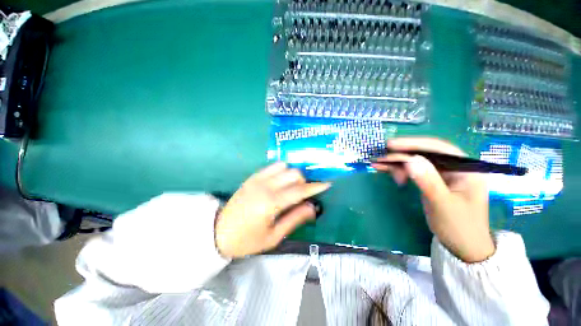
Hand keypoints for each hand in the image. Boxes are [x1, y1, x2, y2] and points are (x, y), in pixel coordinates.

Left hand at [215, 162, 330, 257]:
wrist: (219, 232)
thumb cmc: (247, 239)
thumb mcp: (274, 236)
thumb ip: (295, 219)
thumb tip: (312, 207)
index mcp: (271, 203)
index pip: (299, 190)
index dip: (315, 187)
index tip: (326, 184)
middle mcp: (265, 186)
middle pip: (293, 174)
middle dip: (304, 181)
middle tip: (305, 192)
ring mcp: (257, 179)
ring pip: (284, 166)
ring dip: (293, 174)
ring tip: (293, 186)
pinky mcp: (252, 177)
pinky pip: (272, 166)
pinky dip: (282, 170)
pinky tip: (281, 180)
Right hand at [372, 137, 494, 262]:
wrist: (462, 246)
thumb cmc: (459, 227)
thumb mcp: (443, 205)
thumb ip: (428, 181)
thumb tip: (409, 160)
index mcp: (466, 168)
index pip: (439, 148)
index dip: (414, 144)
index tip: (391, 145)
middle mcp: (454, 167)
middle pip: (424, 153)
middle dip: (401, 154)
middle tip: (380, 157)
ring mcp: (441, 174)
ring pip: (415, 161)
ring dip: (396, 163)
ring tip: (379, 165)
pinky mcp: (431, 180)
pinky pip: (412, 170)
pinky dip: (398, 169)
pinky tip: (384, 169)